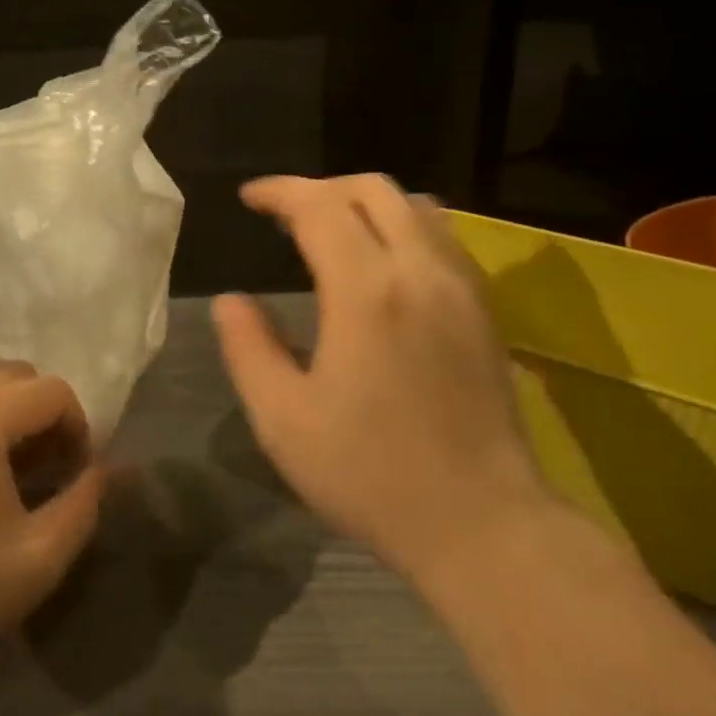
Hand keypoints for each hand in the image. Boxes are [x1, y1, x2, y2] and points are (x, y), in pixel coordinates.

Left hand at [0, 358, 105, 684]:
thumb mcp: (38, 559)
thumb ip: (84, 505)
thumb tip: (106, 469)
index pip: (53, 391)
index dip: (77, 429)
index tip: (73, 475)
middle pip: (18, 373)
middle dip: (43, 413)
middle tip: (44, 467)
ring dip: (7, 403)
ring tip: (7, 459)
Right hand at [211, 175, 549, 584]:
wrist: (484, 526)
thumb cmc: (372, 474)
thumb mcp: (283, 419)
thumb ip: (248, 348)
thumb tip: (230, 301)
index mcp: (367, 291)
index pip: (320, 206)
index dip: (279, 191)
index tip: (249, 198)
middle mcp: (421, 271)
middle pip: (373, 189)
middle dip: (321, 189)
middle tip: (285, 217)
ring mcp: (462, 288)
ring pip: (416, 206)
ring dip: (365, 204)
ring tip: (331, 233)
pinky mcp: (485, 310)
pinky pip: (443, 237)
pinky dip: (403, 226)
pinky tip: (382, 265)